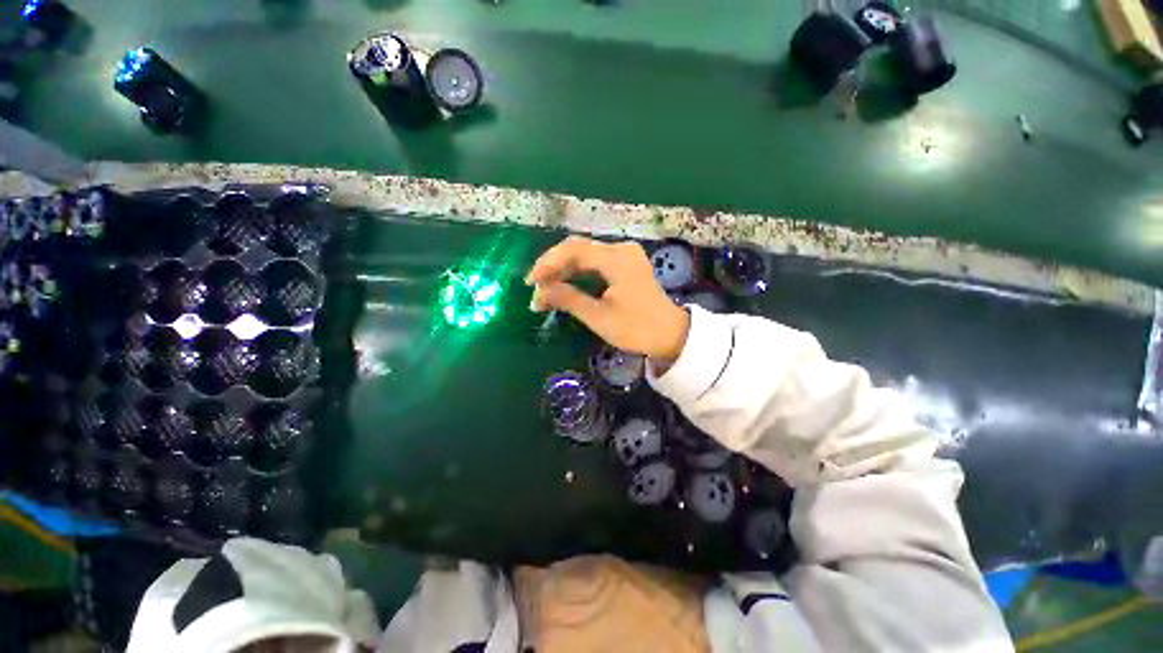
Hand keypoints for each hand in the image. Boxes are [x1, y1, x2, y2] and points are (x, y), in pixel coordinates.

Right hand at [527, 236, 689, 360]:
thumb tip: (539, 293)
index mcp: (617, 259)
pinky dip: (578, 274)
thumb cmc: (636, 328)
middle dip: (554, 267)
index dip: (548, 263)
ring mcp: (625, 255)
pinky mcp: (625, 265)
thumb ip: (568, 299)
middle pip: (578, 249)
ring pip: (585, 256)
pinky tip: (565, 285)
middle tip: (536, 288)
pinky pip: (595, 263)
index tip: (531, 282)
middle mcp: (621, 249)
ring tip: (546, 290)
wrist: (670, 335)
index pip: (574, 250)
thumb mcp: (599, 317)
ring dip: (564, 271)